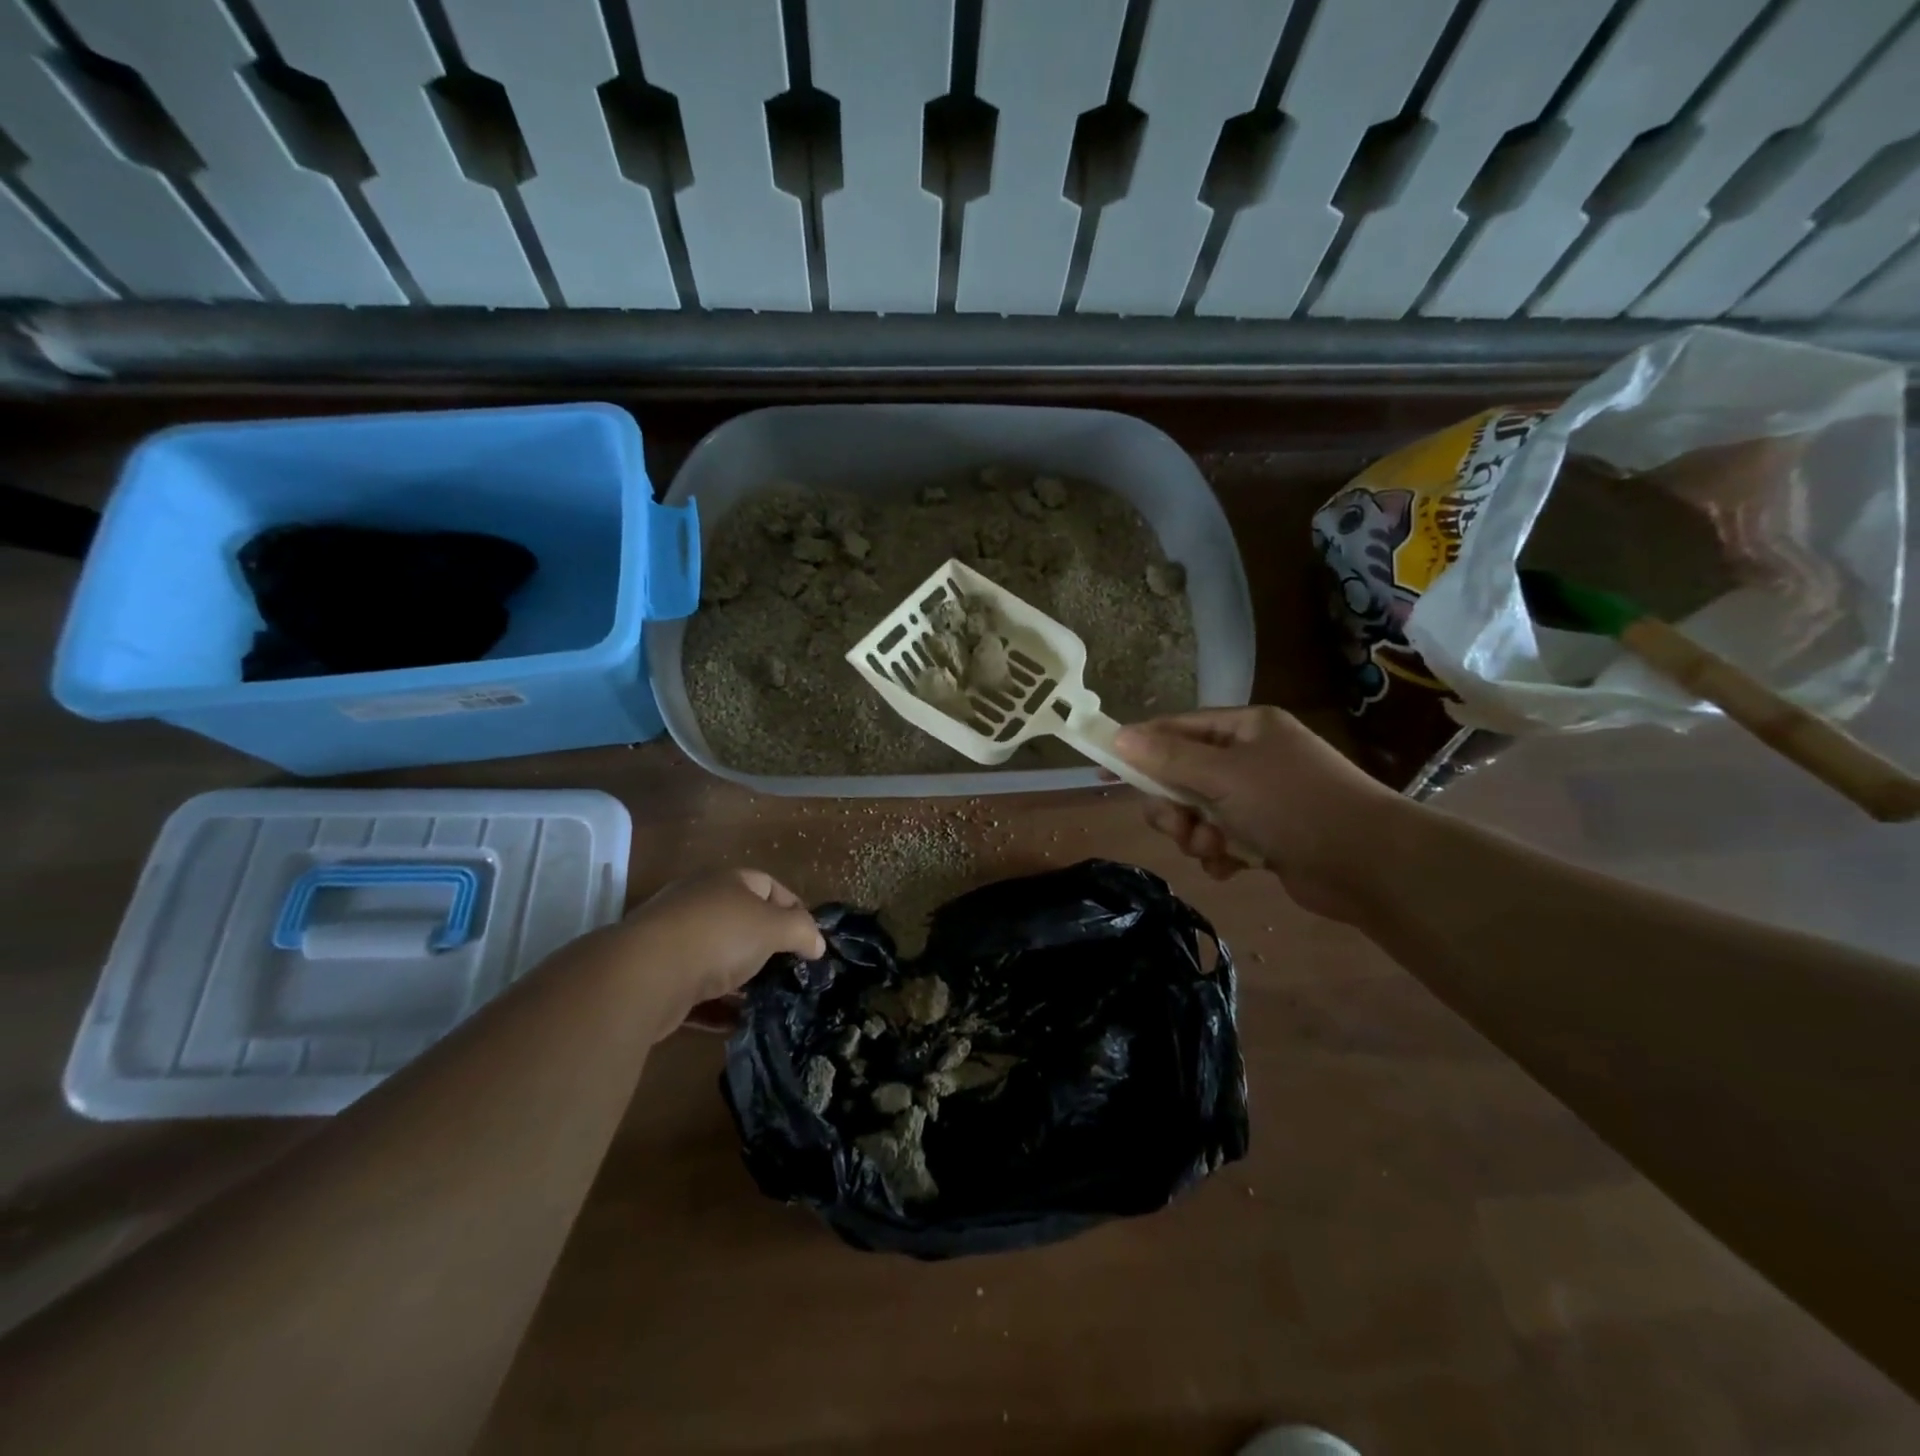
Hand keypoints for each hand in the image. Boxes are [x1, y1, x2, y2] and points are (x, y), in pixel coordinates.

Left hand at [620, 869, 824, 1032]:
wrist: (643, 975)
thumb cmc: (718, 937)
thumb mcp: (773, 927)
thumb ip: (801, 930)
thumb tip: (818, 942)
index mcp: (727, 881)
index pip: (769, 886)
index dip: (794, 909)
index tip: (810, 940)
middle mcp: (698, 903)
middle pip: (742, 921)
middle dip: (767, 947)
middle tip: (791, 971)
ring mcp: (674, 940)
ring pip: (718, 957)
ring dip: (742, 979)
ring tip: (769, 1000)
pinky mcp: (658, 977)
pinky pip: (697, 991)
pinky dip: (718, 1006)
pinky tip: (737, 1023)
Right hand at [1112, 706, 1405, 921]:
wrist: (1369, 864)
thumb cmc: (1293, 804)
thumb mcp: (1224, 775)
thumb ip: (1168, 757)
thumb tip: (1118, 736)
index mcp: (1246, 729)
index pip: (1178, 729)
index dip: (1139, 748)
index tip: (1103, 769)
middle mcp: (1252, 758)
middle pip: (1183, 776)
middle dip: (1174, 806)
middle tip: (1178, 825)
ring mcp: (1261, 799)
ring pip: (1198, 813)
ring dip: (1196, 835)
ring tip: (1214, 850)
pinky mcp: (1268, 836)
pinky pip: (1221, 840)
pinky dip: (1219, 854)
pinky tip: (1230, 867)